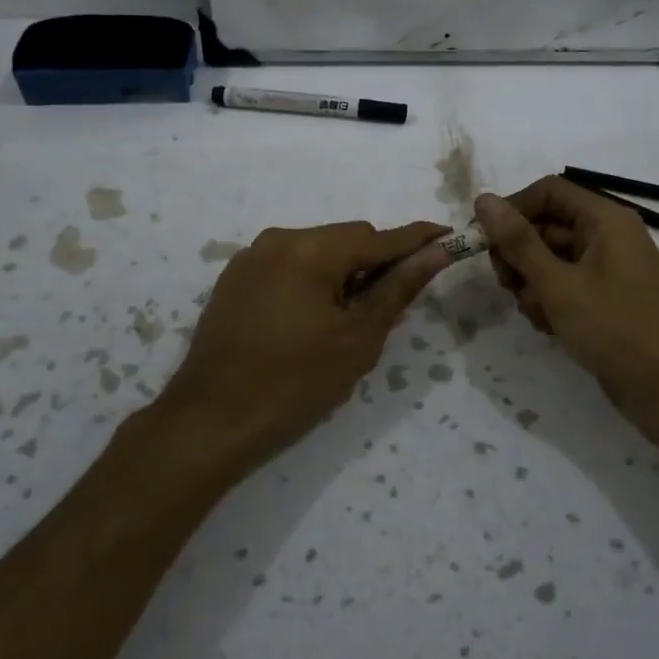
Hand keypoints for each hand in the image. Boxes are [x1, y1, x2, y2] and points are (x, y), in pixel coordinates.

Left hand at [159, 220, 450, 473]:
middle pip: (346, 240)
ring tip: (350, 318)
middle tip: (393, 303)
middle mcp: (279, 239)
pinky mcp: (235, 279)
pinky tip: (313, 319)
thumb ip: (398, 289)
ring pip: (317, 251)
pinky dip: (312, 280)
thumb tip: (436, 253)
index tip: (449, 237)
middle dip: (376, 263)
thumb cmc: (294, 384)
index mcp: (311, 250)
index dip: (417, 239)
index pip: (379, 237)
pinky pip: (289, 265)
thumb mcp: (357, 339)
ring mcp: (251, 257)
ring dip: (343, 272)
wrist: (209, 422)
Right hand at [474, 178, 658, 446]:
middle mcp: (608, 237)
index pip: (548, 191)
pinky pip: (566, 287)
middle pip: (546, 226)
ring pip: (551, 261)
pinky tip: (550, 329)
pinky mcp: (607, 302)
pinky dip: (551, 303)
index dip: (513, 210)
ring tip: (539, 315)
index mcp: (605, 219)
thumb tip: (484, 198)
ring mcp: (609, 271)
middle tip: (507, 285)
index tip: (485, 242)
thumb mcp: (559, 285)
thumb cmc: (619, 329)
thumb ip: (518, 242)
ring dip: (532, 285)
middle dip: (520, 255)